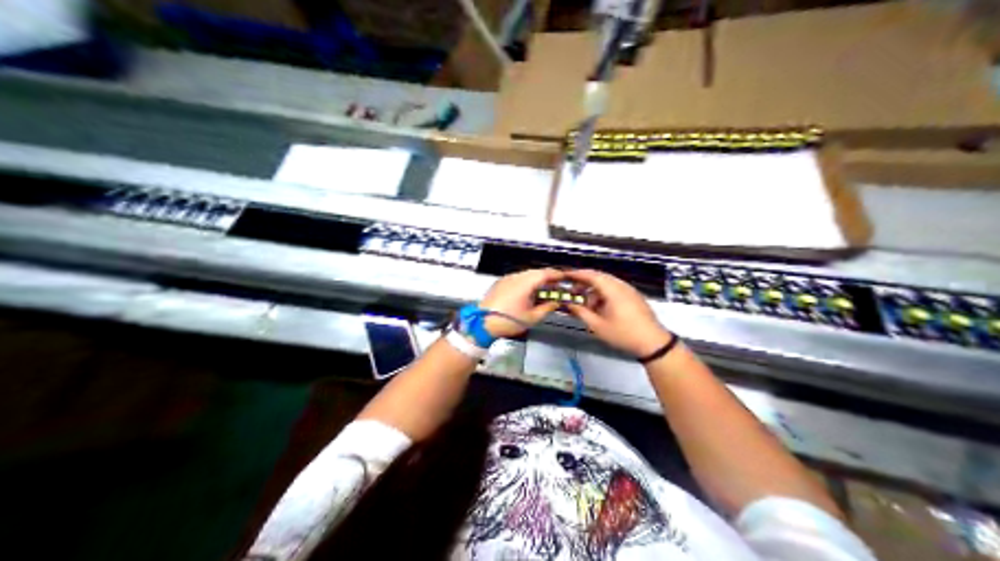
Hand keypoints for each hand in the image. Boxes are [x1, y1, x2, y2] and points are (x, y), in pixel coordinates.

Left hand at [483, 270, 565, 339]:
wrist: (482, 324)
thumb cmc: (507, 321)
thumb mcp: (532, 317)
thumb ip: (547, 307)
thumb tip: (555, 303)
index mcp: (525, 283)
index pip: (545, 273)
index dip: (556, 275)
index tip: (564, 277)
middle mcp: (515, 277)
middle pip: (536, 273)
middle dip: (548, 278)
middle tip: (556, 286)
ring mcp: (506, 279)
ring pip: (526, 275)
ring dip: (537, 280)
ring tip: (544, 291)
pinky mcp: (500, 283)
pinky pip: (517, 279)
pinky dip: (526, 283)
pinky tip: (530, 293)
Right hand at [567, 270, 666, 357]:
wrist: (653, 343)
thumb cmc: (624, 334)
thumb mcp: (598, 326)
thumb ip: (581, 313)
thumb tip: (569, 305)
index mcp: (613, 290)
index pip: (592, 275)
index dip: (577, 274)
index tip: (565, 276)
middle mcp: (622, 286)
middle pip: (599, 278)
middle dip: (584, 283)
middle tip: (572, 291)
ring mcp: (629, 291)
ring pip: (607, 285)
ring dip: (594, 291)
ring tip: (585, 305)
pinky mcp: (634, 298)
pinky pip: (615, 290)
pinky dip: (603, 296)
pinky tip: (599, 309)